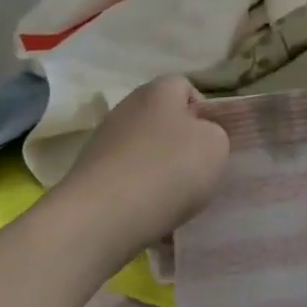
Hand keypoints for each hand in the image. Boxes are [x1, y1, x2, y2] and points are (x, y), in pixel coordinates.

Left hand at [61, 76, 230, 253]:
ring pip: (147, 154)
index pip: (187, 88)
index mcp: (158, 90)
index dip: (205, 113)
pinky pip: (128, 181)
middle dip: (183, 146)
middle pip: (165, 122)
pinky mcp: (91, 175)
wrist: (102, 217)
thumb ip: (215, 134)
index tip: (214, 143)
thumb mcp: (216, 145)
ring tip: (177, 204)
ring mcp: (105, 141)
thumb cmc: (168, 169)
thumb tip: (200, 139)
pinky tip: (151, 219)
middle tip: (199, 174)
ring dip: (162, 174)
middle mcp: (128, 108)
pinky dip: (141, 197)